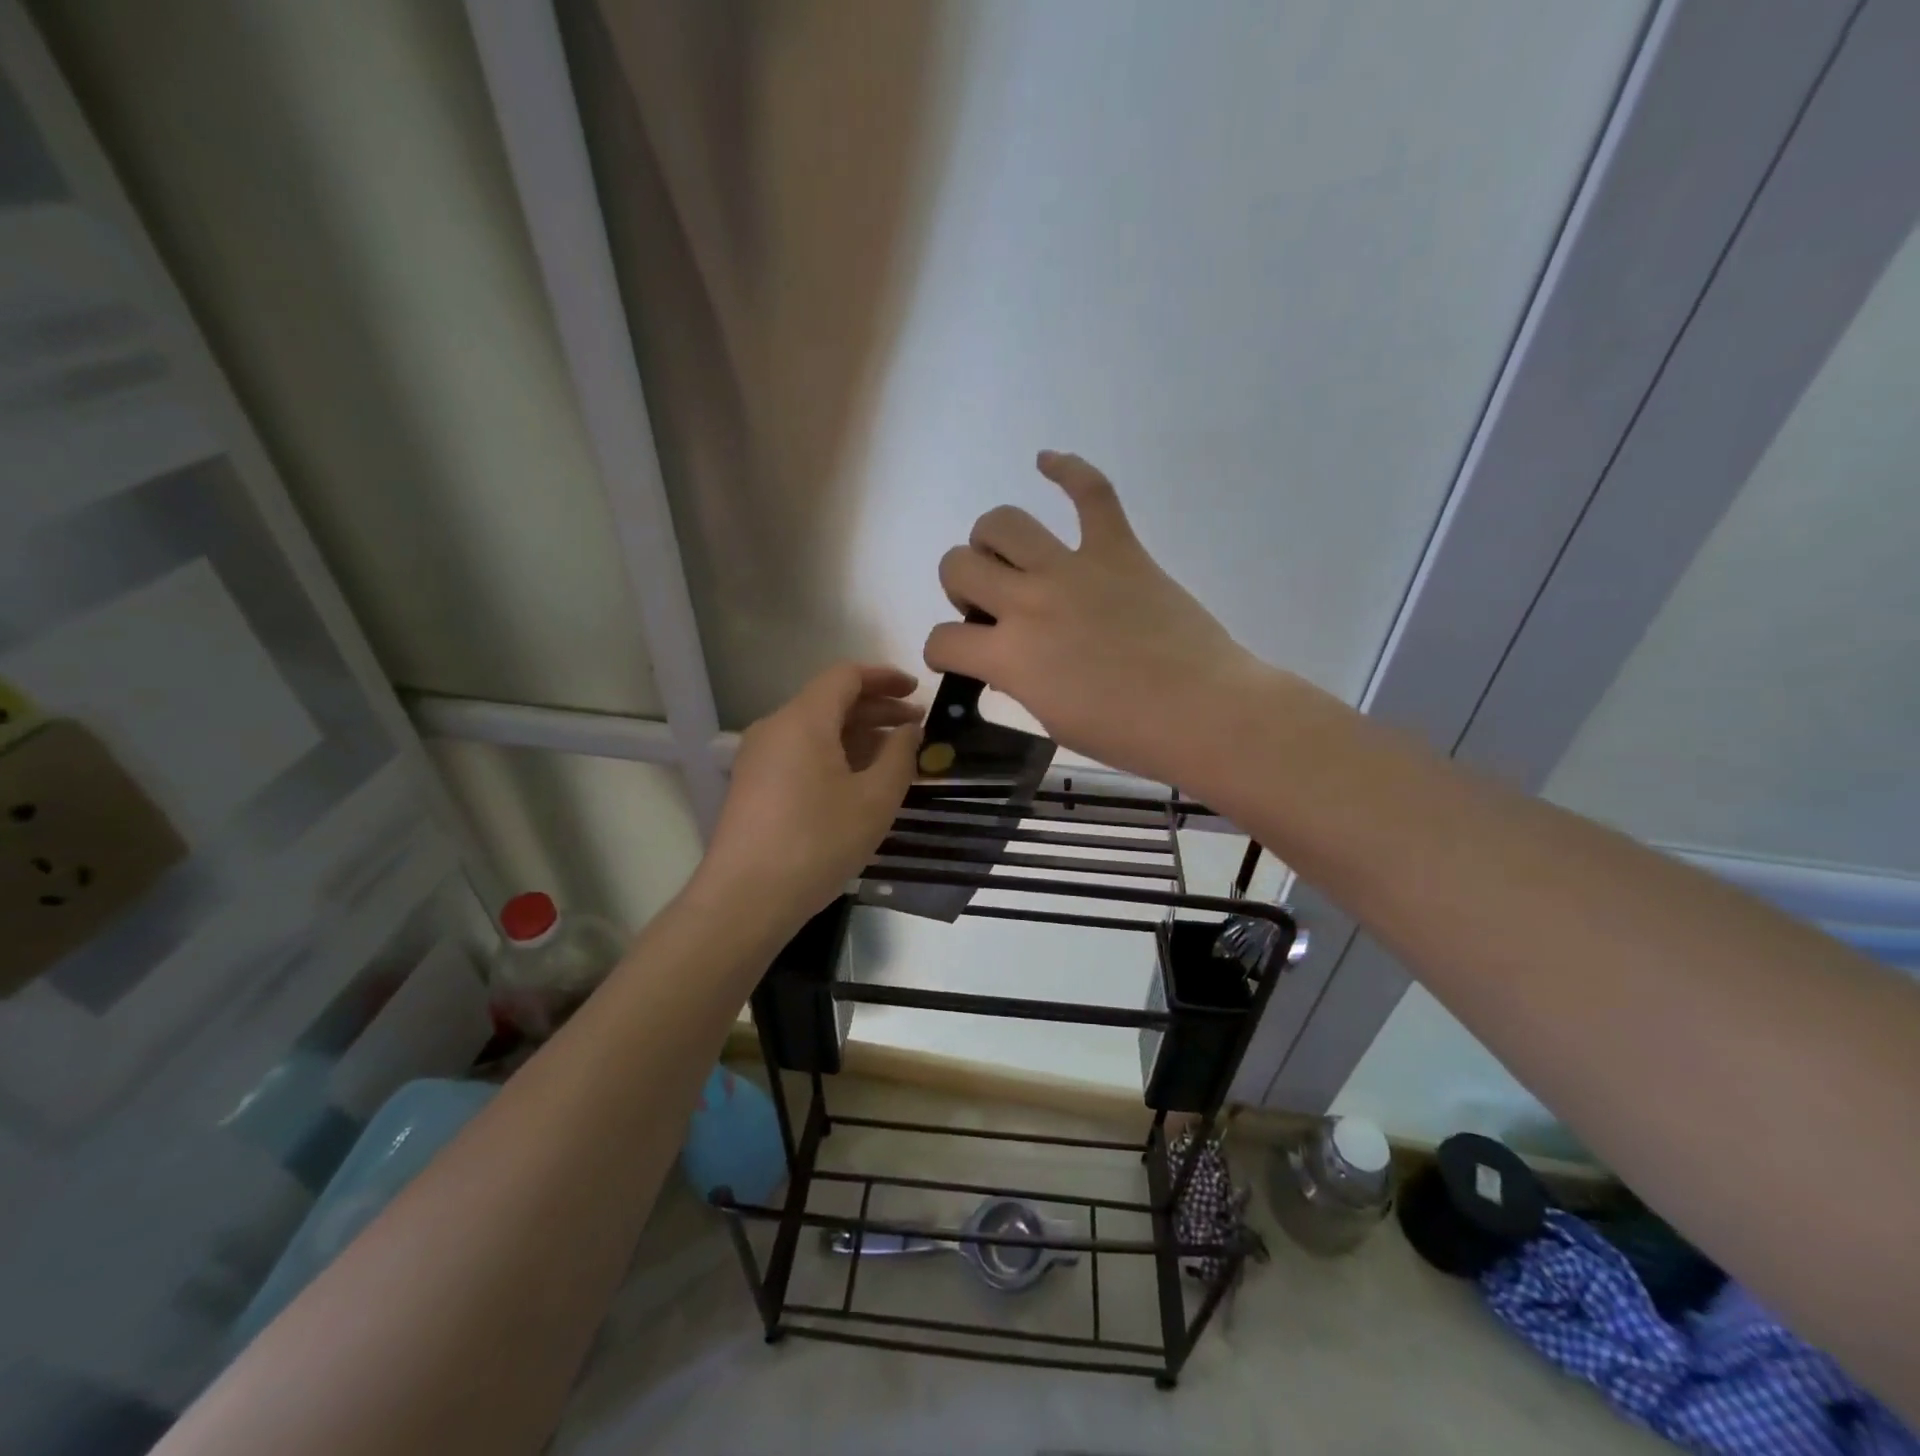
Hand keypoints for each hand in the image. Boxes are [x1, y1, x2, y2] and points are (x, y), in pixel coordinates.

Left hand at [696, 663, 922, 930]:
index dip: (885, 678)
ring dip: (857, 736)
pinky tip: (860, 782)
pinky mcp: (754, 785)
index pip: (846, 676)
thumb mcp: (875, 799)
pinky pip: (801, 754)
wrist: (745, 898)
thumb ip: (899, 756)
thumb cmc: (817, 842)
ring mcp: (759, 757)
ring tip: (896, 758)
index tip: (917, 692)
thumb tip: (909, 730)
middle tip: (917, 728)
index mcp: (803, 719)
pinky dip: (835, 756)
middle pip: (831, 701)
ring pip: (816, 730)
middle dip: (877, 710)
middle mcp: (775, 728)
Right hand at [924, 451, 1262, 786]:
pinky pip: (1091, 492)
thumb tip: (1007, 657)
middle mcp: (1028, 602)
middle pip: (957, 565)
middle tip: (988, 606)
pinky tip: (1047, 461)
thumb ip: (1017, 679)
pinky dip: (1068, 469)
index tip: (957, 656)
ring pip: (1003, 522)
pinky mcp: (1118, 550)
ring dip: (991, 539)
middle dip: (959, 585)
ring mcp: (1073, 568)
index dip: (941, 651)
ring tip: (1008, 557)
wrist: (1202, 712)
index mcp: (1009, 656)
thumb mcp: (1051, 718)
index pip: (942, 640)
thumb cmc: (1126, 734)